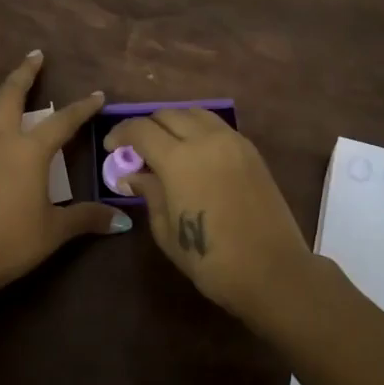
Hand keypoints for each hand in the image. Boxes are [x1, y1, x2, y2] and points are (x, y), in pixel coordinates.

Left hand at [0, 38, 127, 295]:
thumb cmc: (12, 243)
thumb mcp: (55, 232)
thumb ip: (87, 219)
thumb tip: (122, 220)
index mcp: (29, 152)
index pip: (63, 123)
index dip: (82, 108)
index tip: (97, 95)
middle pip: (12, 95)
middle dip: (26, 73)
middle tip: (35, 54)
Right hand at [104, 109, 316, 323]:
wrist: (272, 270)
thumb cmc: (211, 259)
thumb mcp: (167, 230)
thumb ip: (149, 193)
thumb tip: (133, 174)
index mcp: (179, 159)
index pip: (141, 129)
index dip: (121, 133)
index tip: (111, 147)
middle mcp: (206, 139)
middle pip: (167, 114)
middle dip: (146, 127)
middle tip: (137, 149)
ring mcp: (233, 142)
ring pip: (195, 113)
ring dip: (174, 123)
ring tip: (166, 146)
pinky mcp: (251, 151)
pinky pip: (217, 127)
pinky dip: (199, 130)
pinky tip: (194, 153)